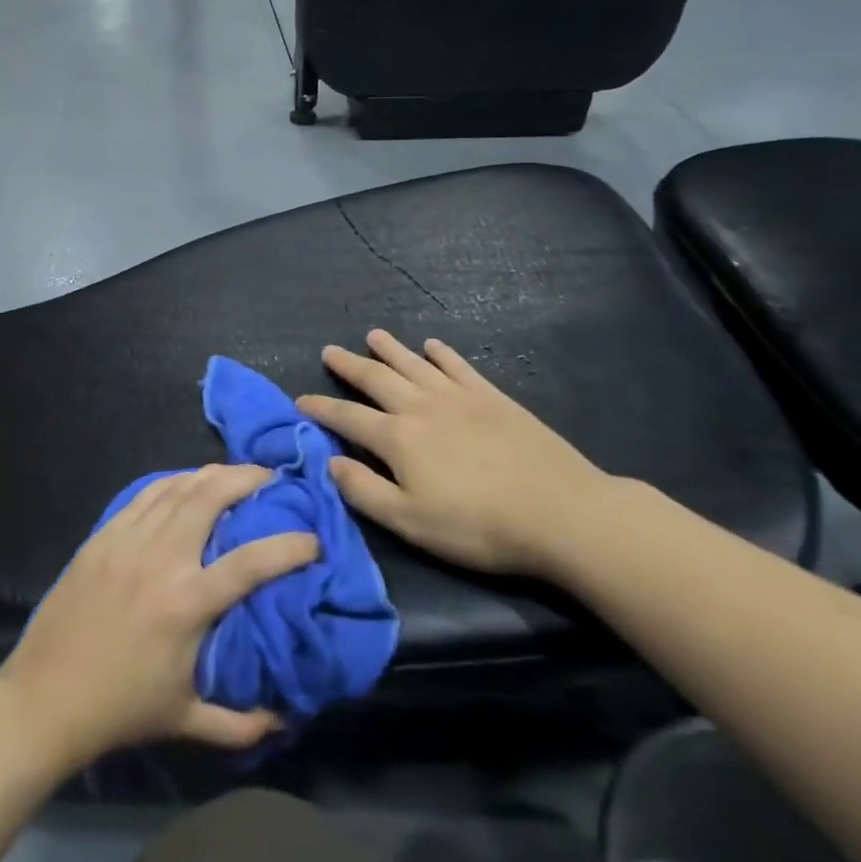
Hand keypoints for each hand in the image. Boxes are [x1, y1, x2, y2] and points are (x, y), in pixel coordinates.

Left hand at [0, 465, 318, 769]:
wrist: (45, 696)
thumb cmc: (120, 710)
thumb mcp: (187, 721)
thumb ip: (242, 722)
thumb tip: (288, 719)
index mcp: (187, 602)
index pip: (251, 562)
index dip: (289, 546)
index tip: (313, 540)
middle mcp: (160, 558)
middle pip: (210, 496)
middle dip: (246, 478)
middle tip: (269, 478)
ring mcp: (127, 540)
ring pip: (176, 487)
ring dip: (210, 474)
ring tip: (233, 473)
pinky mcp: (102, 535)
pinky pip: (143, 494)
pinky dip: (171, 482)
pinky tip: (184, 483)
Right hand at [298, 330, 618, 578]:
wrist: (560, 512)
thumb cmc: (479, 526)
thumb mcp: (410, 522)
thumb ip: (364, 491)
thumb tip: (329, 461)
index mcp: (397, 438)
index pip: (347, 417)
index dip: (321, 408)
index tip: (300, 400)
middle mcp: (420, 406)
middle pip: (376, 378)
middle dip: (349, 365)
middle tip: (329, 350)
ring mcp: (458, 397)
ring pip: (413, 364)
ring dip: (389, 349)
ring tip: (372, 335)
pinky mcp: (492, 397)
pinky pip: (458, 366)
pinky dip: (442, 354)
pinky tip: (433, 346)